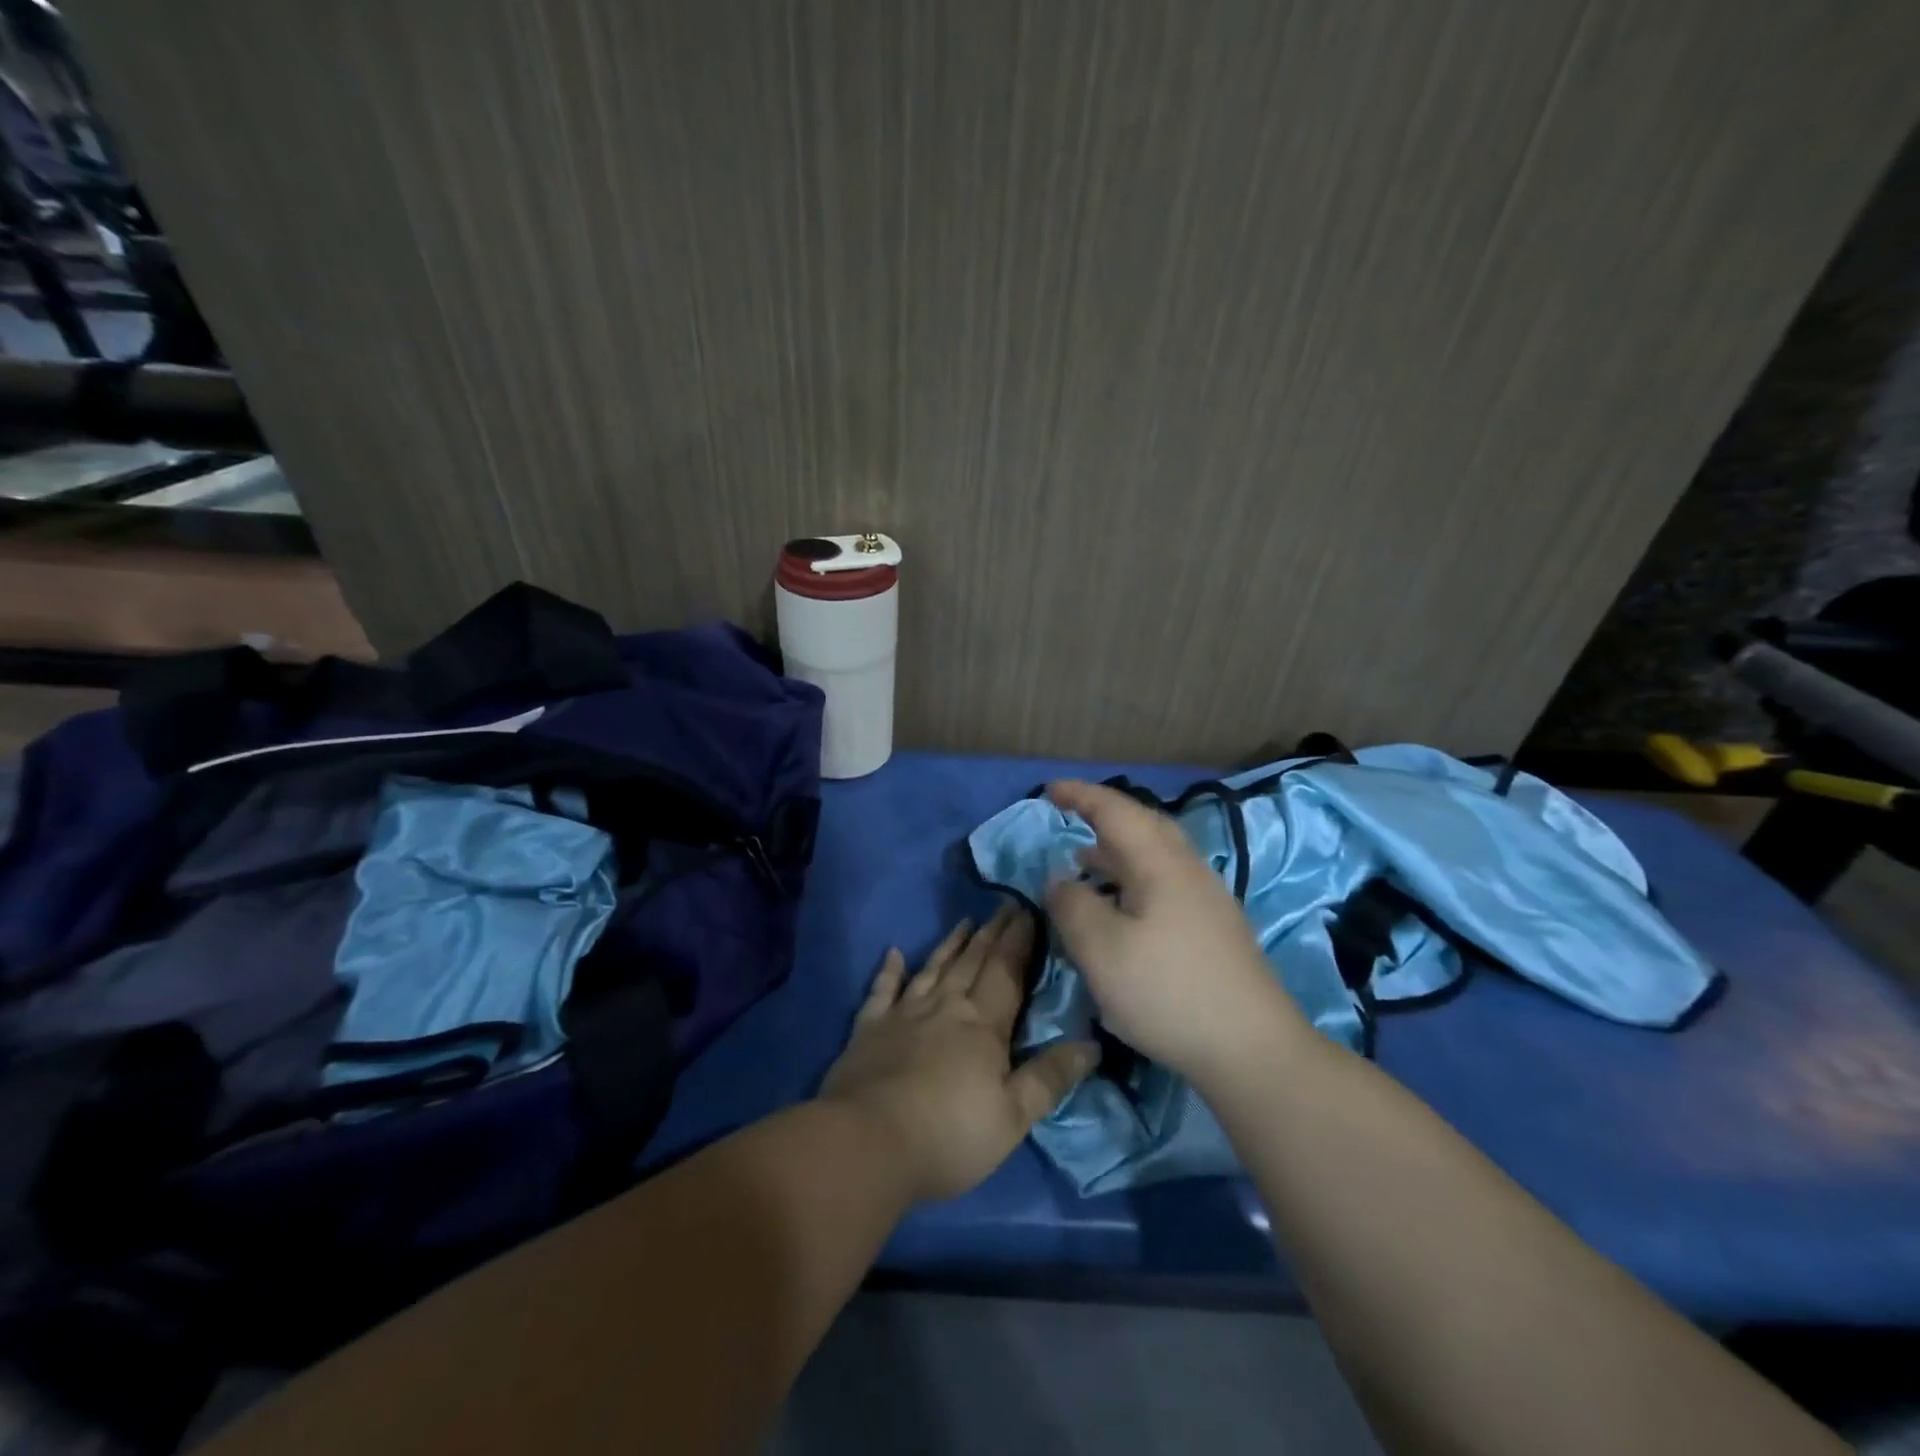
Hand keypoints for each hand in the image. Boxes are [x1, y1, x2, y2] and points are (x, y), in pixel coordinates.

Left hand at [820, 903, 1097, 1201]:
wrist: (868, 1143)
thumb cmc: (949, 1135)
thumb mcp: (1013, 1117)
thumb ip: (1050, 1077)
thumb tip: (1091, 1044)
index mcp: (983, 1025)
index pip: (1007, 971)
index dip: (1020, 941)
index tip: (1029, 910)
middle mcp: (945, 1007)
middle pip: (972, 961)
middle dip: (992, 933)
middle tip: (1004, 905)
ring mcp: (904, 1014)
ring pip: (933, 968)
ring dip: (950, 944)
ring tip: (965, 921)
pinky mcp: (869, 1028)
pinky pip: (882, 990)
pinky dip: (889, 970)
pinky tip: (894, 952)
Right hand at [1044, 780, 1308, 1086]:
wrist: (1253, 1049)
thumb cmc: (1168, 992)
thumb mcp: (1101, 950)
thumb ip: (1072, 906)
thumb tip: (1059, 879)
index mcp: (1160, 863)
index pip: (1116, 811)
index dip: (1081, 796)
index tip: (1049, 790)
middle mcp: (1188, 870)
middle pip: (1144, 825)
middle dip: (1105, 815)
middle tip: (1071, 816)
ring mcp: (1207, 899)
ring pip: (1156, 856)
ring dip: (1118, 850)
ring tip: (1085, 862)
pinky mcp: (1214, 929)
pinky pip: (1165, 883)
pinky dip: (1133, 879)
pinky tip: (1121, 909)